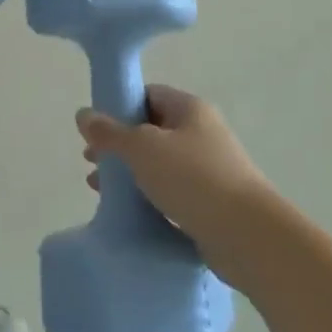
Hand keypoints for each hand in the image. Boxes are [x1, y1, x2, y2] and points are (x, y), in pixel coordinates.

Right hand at [76, 85, 268, 275]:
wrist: (248, 236)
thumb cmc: (193, 178)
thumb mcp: (142, 148)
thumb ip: (110, 132)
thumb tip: (83, 114)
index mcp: (190, 109)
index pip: (148, 95)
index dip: (119, 106)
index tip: (95, 127)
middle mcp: (202, 133)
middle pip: (151, 130)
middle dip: (119, 144)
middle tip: (91, 160)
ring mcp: (209, 169)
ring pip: (160, 164)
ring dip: (130, 173)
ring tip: (100, 188)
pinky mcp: (211, 203)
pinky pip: (171, 192)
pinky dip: (148, 197)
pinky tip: (128, 210)